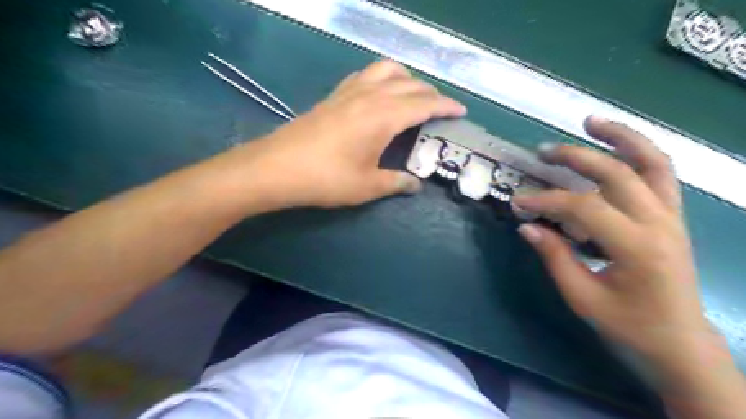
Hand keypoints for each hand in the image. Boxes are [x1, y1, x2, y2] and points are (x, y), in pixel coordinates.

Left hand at [236, 58, 463, 206]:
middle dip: (430, 93)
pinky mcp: (334, 95)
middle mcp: (370, 95)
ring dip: (406, 79)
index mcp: (384, 116)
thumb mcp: (367, 186)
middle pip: (410, 84)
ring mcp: (349, 91)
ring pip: (387, 70)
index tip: (461, 111)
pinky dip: (382, 78)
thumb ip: (396, 183)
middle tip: (440, 110)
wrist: (278, 167)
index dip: (446, 106)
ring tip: (412, 97)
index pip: (425, 104)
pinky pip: (366, 75)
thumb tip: (415, 185)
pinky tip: (379, 95)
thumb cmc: (326, 179)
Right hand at [514, 116, 709, 368]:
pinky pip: (661, 174)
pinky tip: (617, 144)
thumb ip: (554, 256)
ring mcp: (672, 216)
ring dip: (621, 137)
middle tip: (543, 152)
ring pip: (652, 162)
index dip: (546, 200)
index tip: (519, 201)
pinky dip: (640, 151)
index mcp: (637, 247)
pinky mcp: (673, 216)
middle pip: (616, 173)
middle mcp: (660, 223)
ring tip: (591, 121)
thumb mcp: (581, 296)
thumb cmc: (628, 324)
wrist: (679, 341)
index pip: (583, 207)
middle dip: (575, 158)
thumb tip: (527, 225)